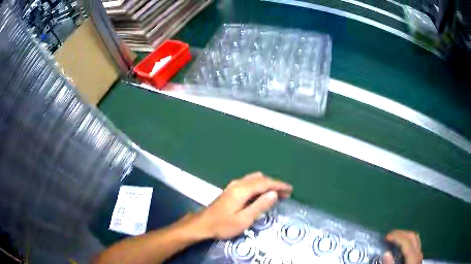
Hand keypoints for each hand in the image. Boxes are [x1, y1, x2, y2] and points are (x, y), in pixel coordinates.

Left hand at [191, 172, 291, 238]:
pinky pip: (249, 183)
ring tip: (276, 194)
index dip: (279, 185)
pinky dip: (259, 186)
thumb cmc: (222, 225)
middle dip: (274, 184)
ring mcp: (233, 186)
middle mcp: (238, 184)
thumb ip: (259, 206)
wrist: (202, 224)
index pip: (265, 183)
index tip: (290, 189)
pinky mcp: (230, 191)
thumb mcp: (243, 220)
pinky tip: (261, 194)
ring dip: (267, 184)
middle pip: (260, 179)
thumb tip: (274, 194)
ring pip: (254, 179)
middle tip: (285, 193)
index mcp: (242, 190)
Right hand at [383, 230, 422, 263]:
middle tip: (390, 235)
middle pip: (413, 237)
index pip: (406, 243)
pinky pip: (415, 245)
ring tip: (396, 238)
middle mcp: (418, 254)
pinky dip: (408, 242)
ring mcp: (419, 256)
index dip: (397, 237)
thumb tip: (386, 253)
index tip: (386, 237)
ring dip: (406, 236)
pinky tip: (402, 247)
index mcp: (413, 258)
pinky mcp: (418, 259)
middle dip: (402, 233)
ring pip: (416, 239)